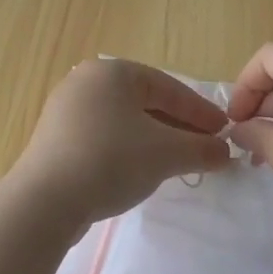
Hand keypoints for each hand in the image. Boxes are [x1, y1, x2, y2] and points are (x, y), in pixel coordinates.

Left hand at [11, 57, 232, 230]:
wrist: (46, 201)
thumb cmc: (112, 161)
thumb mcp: (167, 154)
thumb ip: (202, 149)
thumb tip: (226, 153)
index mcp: (112, 72)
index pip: (169, 88)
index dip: (201, 112)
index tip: (224, 132)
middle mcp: (85, 83)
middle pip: (146, 103)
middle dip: (179, 127)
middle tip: (205, 148)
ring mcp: (65, 112)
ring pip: (124, 122)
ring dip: (155, 140)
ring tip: (177, 162)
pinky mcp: (55, 141)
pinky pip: (103, 138)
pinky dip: (128, 150)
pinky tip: (140, 171)